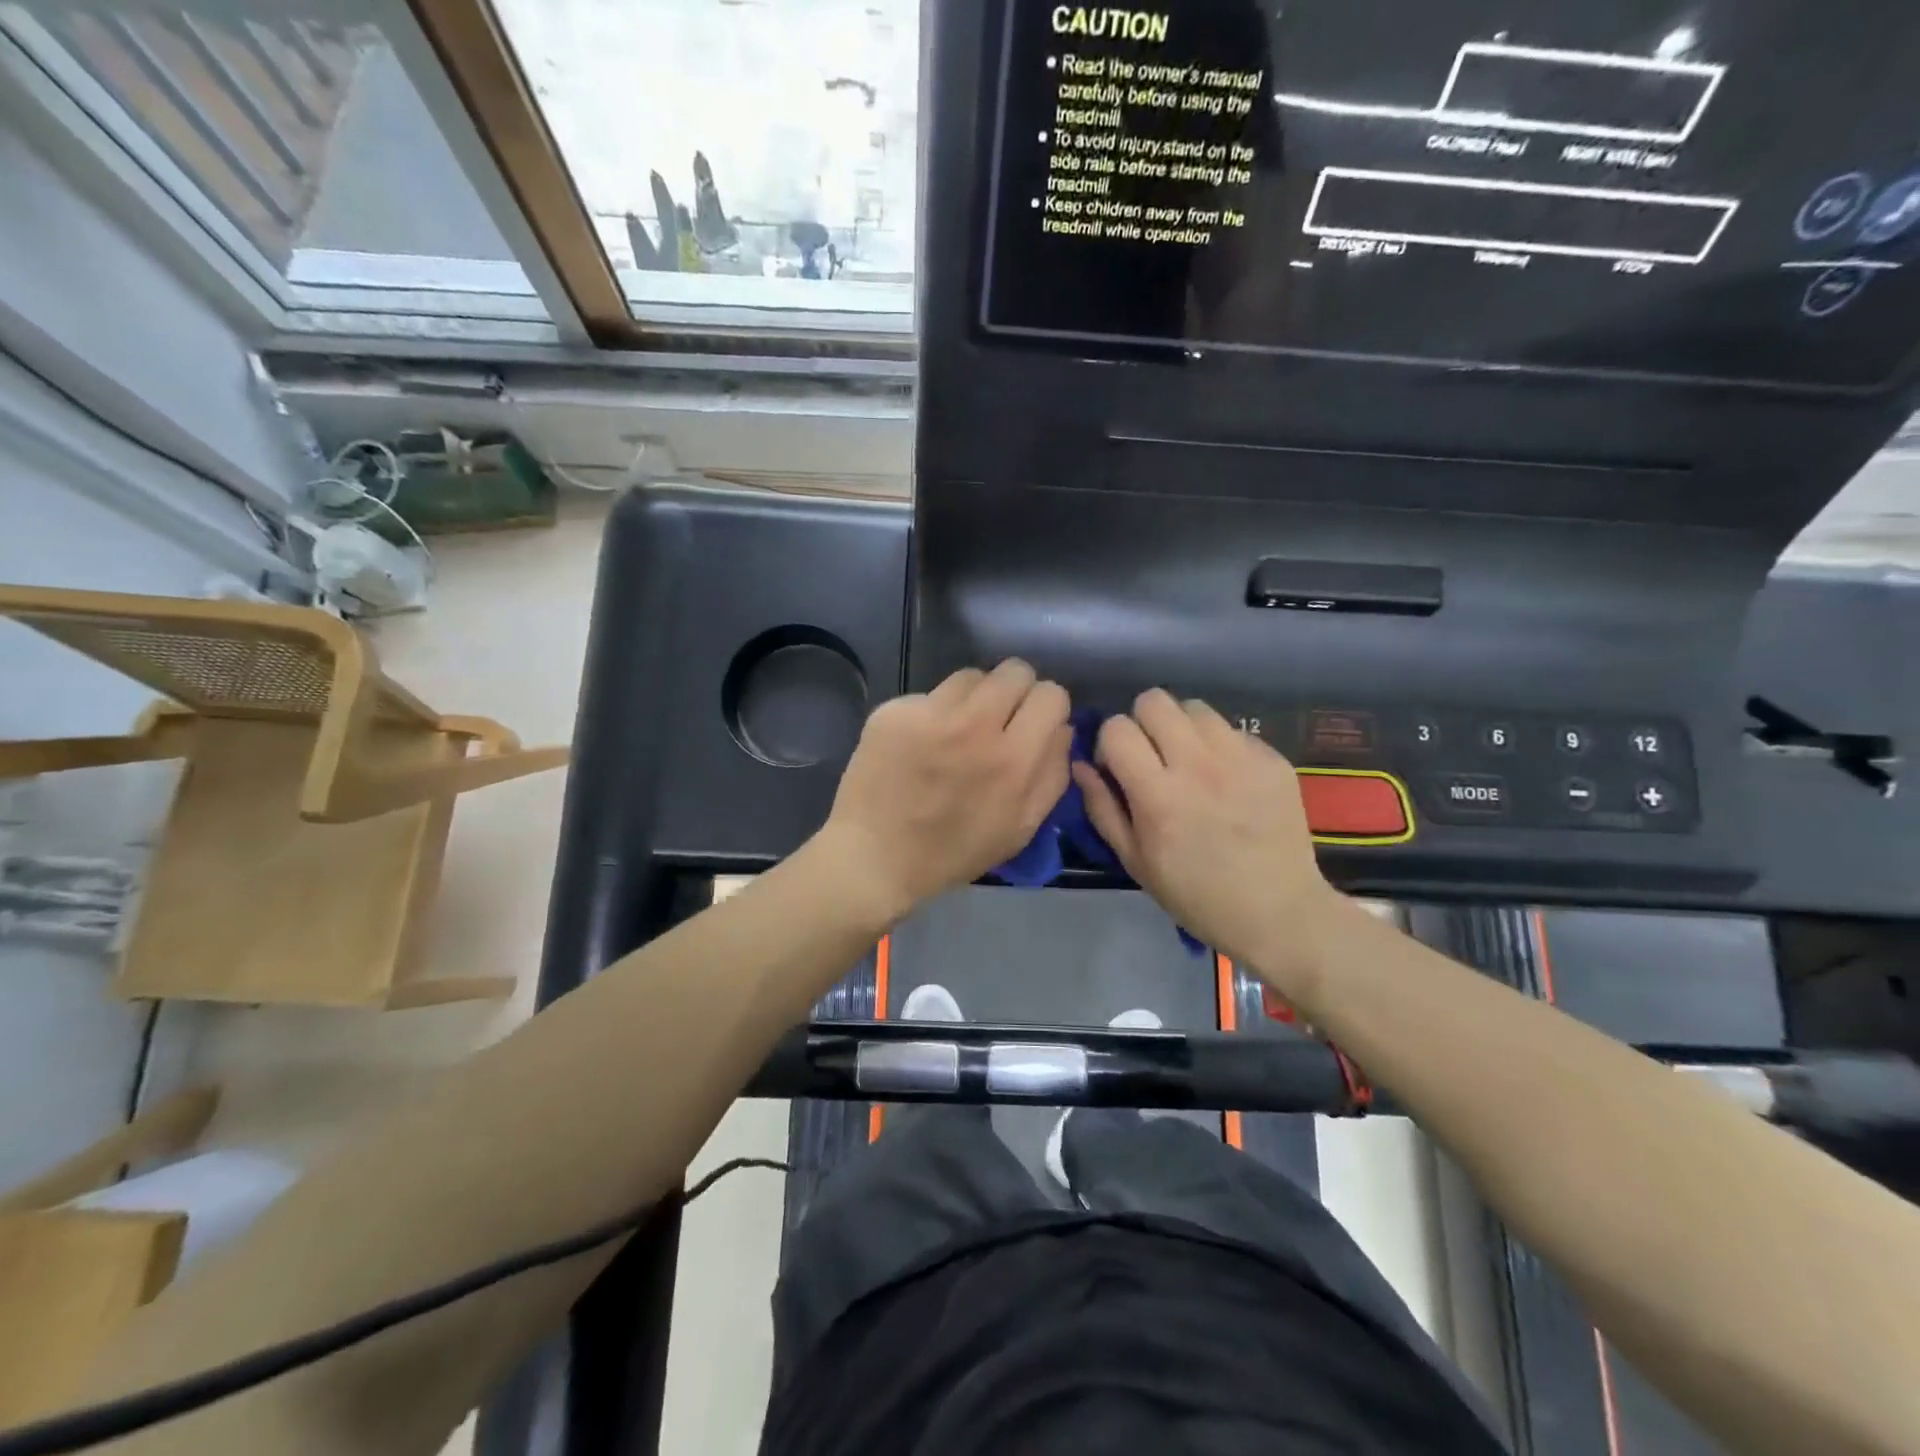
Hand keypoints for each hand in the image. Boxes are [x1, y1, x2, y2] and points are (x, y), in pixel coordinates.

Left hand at [820, 661, 1071, 925]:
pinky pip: (929, 694)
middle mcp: (974, 725)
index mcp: (1013, 759)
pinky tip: (919, 743)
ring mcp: (930, 713)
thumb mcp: (1020, 828)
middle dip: (1015, 693)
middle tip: (999, 720)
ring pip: (972, 676)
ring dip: (973, 699)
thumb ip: (1051, 774)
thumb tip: (1062, 728)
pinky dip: (932, 712)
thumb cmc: (953, 852)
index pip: (1052, 694)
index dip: (1047, 709)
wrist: (875, 857)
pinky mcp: (894, 710)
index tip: (1033, 725)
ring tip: (957, 730)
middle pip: (1015, 670)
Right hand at [1073, 690, 1345, 999]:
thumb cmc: (1196, 895)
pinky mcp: (1272, 759)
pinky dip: (1220, 747)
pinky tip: (1227, 780)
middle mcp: (1198, 765)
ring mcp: (1241, 758)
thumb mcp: (1135, 861)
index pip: (1117, 728)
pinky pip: (1233, 730)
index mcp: (1158, 794)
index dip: (1110, 744)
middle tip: (1152, 755)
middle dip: (1143, 723)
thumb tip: (1081, 765)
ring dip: (1182, 728)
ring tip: (1190, 761)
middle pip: (1155, 701)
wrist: (1278, 912)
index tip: (1119, 768)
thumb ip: (1102, 808)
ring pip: (1195, 708)